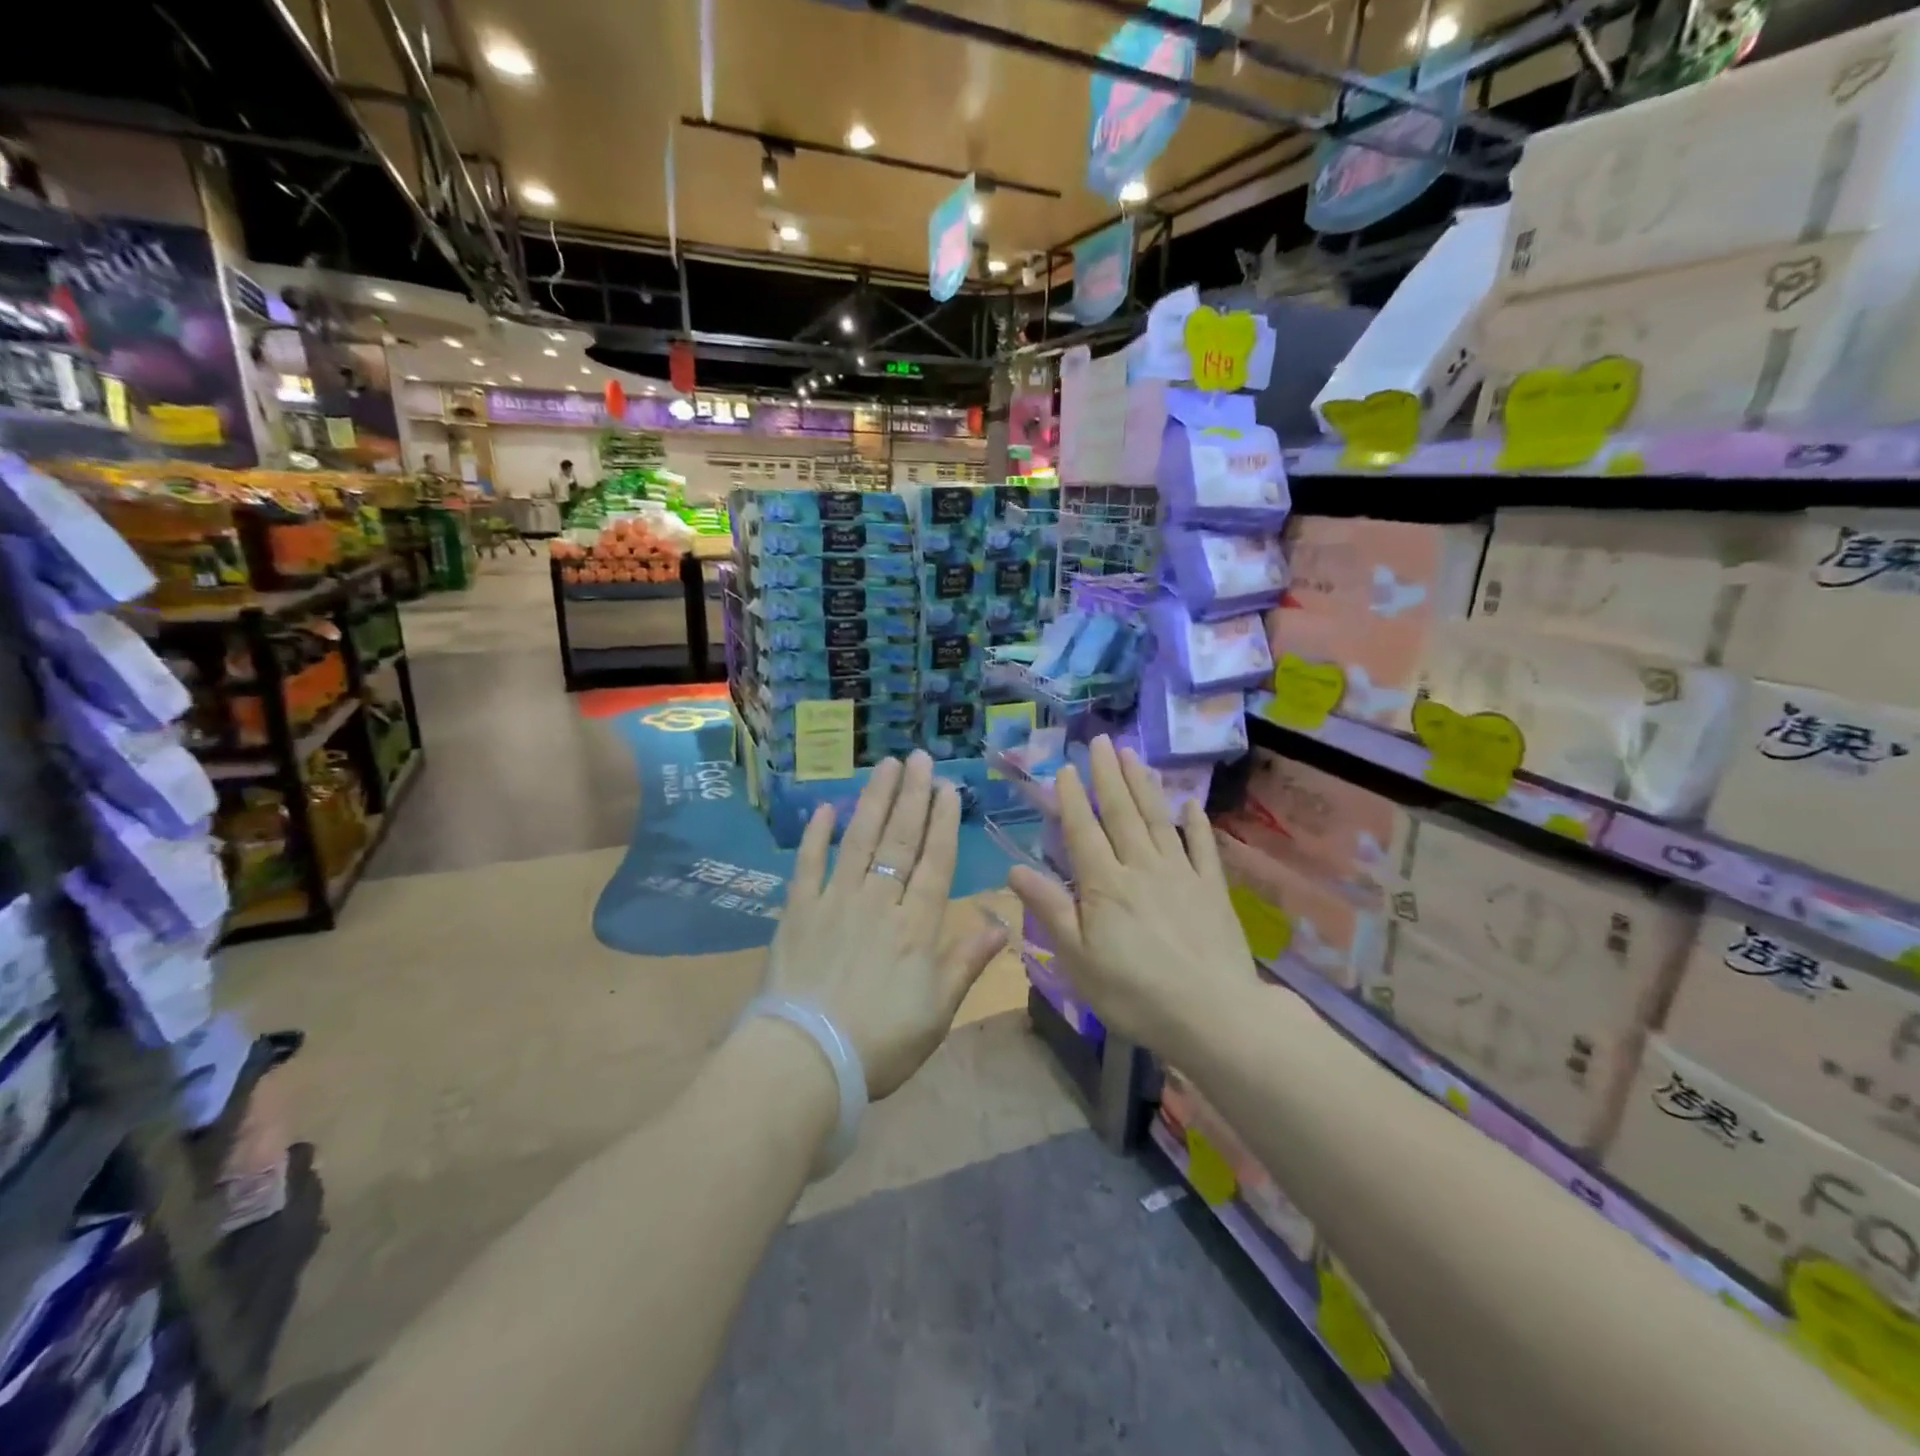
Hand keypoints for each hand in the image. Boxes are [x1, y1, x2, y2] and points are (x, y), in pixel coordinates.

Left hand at [764, 751, 1007, 1098]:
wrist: (805, 1060)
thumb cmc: (880, 1043)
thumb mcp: (937, 1013)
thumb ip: (966, 962)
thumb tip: (1001, 923)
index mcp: (916, 926)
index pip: (935, 863)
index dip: (944, 823)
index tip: (948, 788)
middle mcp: (879, 901)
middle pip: (900, 840)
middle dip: (913, 796)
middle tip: (920, 758)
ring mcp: (835, 901)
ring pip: (860, 840)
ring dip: (875, 801)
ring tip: (886, 766)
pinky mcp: (797, 911)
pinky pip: (808, 864)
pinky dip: (817, 835)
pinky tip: (827, 808)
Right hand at [1008, 736, 1260, 1064]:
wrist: (1214, 1016)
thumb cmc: (1134, 994)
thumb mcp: (1078, 959)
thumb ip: (1050, 909)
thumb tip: (1014, 870)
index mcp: (1105, 885)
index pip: (1084, 831)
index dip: (1073, 798)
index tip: (1065, 767)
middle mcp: (1141, 867)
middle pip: (1122, 813)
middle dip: (1108, 775)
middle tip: (1101, 740)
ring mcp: (1181, 875)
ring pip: (1158, 819)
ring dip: (1143, 785)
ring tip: (1132, 754)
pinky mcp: (1212, 889)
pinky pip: (1204, 848)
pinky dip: (1197, 824)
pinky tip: (1191, 804)